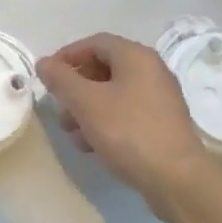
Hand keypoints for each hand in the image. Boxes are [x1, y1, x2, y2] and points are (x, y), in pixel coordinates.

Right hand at [37, 33, 221, 222]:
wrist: (177, 180)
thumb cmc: (129, 132)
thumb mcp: (86, 103)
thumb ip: (61, 79)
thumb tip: (44, 63)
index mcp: (135, 56)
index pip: (94, 43)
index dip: (67, 56)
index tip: (47, 76)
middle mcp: (151, 70)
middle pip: (103, 68)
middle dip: (75, 87)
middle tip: (59, 108)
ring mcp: (159, 98)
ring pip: (113, 93)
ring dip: (87, 108)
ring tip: (72, 133)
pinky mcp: (162, 123)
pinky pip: (126, 112)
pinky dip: (105, 122)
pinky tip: (92, 145)